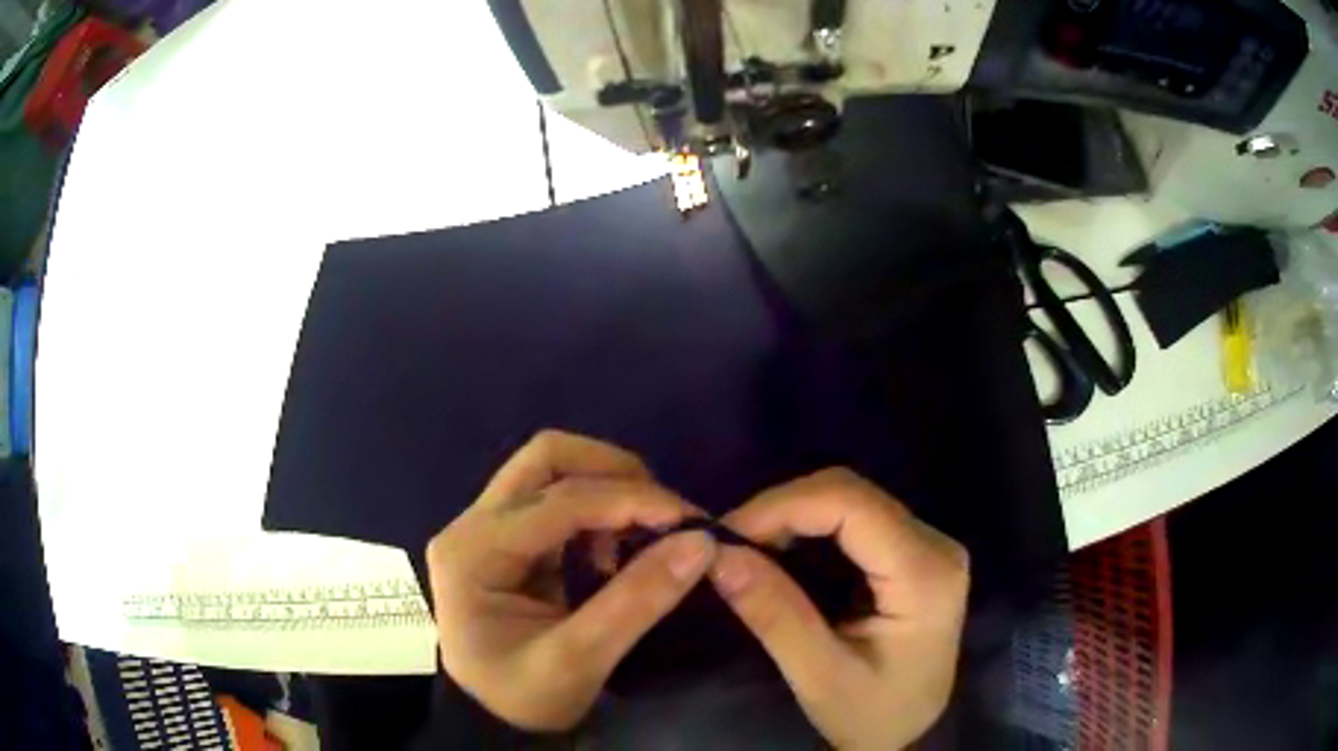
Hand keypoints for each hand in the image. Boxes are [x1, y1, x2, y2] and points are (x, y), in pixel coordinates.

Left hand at [425, 431, 716, 730]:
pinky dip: (597, 510)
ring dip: (607, 488)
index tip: (690, 520)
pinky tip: (614, 549)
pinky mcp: (506, 539)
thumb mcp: (579, 661)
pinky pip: (556, 499)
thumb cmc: (523, 698)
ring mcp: (486, 527)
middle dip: (614, 472)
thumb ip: (637, 602)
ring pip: (551, 470)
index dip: (630, 501)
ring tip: (643, 534)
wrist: (490, 719)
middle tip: (664, 511)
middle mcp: (472, 525)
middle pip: (547, 458)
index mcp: (474, 552)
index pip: (559, 500)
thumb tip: (700, 542)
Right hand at [712, 468, 968, 750]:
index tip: (726, 533)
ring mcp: (930, 545)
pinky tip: (784, 551)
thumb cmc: (871, 716)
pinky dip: (812, 526)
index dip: (784, 505)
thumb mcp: (820, 677)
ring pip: (854, 499)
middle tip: (731, 543)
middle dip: (784, 509)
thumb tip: (718, 555)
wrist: (912, 734)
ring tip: (750, 546)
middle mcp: (936, 545)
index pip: (853, 505)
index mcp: (925, 575)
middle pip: (853, 494)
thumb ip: (775, 615)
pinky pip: (858, 518)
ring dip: (795, 514)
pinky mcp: (915, 553)